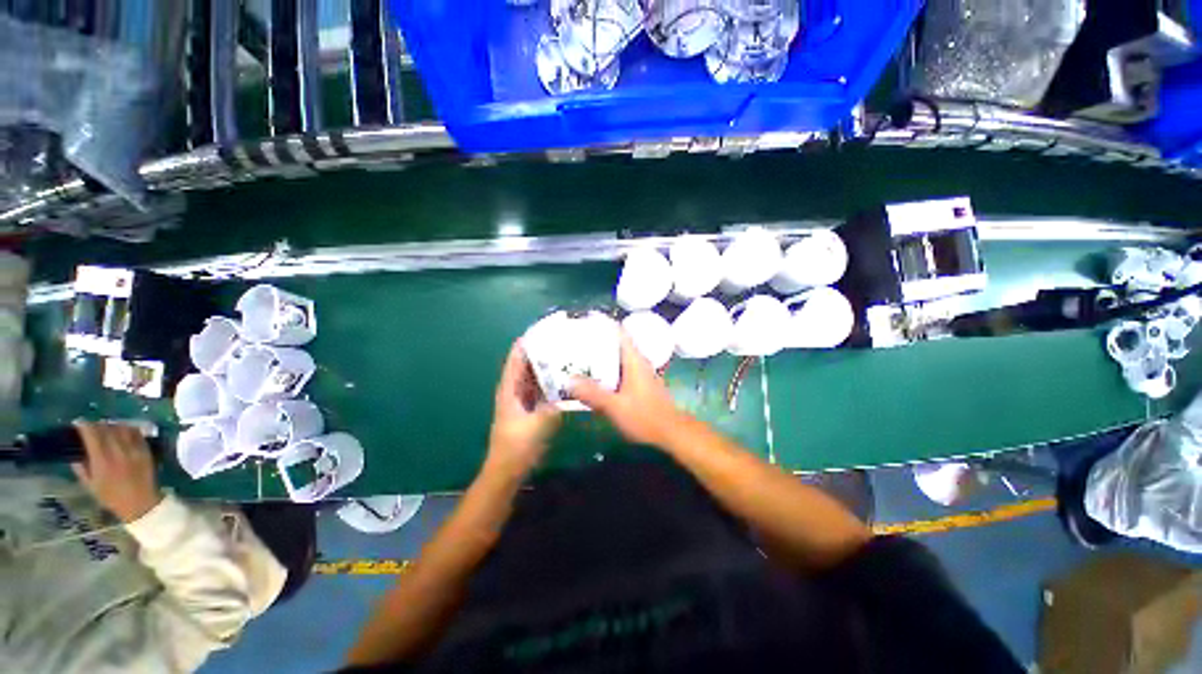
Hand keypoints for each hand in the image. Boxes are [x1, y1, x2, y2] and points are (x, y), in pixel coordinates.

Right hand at [72, 422, 162, 522]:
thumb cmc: (112, 497)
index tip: (78, 423)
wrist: (140, 503)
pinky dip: (127, 429)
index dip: (84, 426)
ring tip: (106, 428)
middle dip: (97, 425)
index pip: (92, 435)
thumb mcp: (90, 486)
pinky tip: (122, 431)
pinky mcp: (146, 450)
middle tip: (91, 427)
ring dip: (112, 425)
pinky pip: (136, 433)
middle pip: (107, 429)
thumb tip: (75, 454)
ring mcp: (134, 450)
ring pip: (122, 428)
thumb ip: (81, 468)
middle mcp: (118, 452)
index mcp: (102, 461)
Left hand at [485, 340, 561, 478]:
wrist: (507, 470)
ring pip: (534, 377)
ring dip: (546, 366)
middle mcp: (514, 390)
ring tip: (565, 354)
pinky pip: (540, 389)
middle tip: (560, 340)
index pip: (516, 358)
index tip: (542, 329)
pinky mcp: (530, 410)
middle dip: (540, 351)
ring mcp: (522, 400)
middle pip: (526, 364)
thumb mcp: (538, 424)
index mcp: (510, 389)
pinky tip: (565, 379)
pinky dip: (550, 382)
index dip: (525, 342)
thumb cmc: (517, 446)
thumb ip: (554, 406)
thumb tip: (569, 392)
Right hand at [571, 331, 684, 447]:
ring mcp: (642, 373)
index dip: (603, 324)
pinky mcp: (641, 385)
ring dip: (602, 357)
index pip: (619, 332)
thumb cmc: (645, 416)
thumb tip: (569, 381)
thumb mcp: (615, 406)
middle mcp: (639, 362)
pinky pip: (622, 370)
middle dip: (597, 342)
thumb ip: (592, 393)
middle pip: (617, 344)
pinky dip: (608, 370)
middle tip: (575, 343)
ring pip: (619, 358)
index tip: (585, 322)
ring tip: (580, 359)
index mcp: (634, 360)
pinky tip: (596, 380)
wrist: (672, 432)